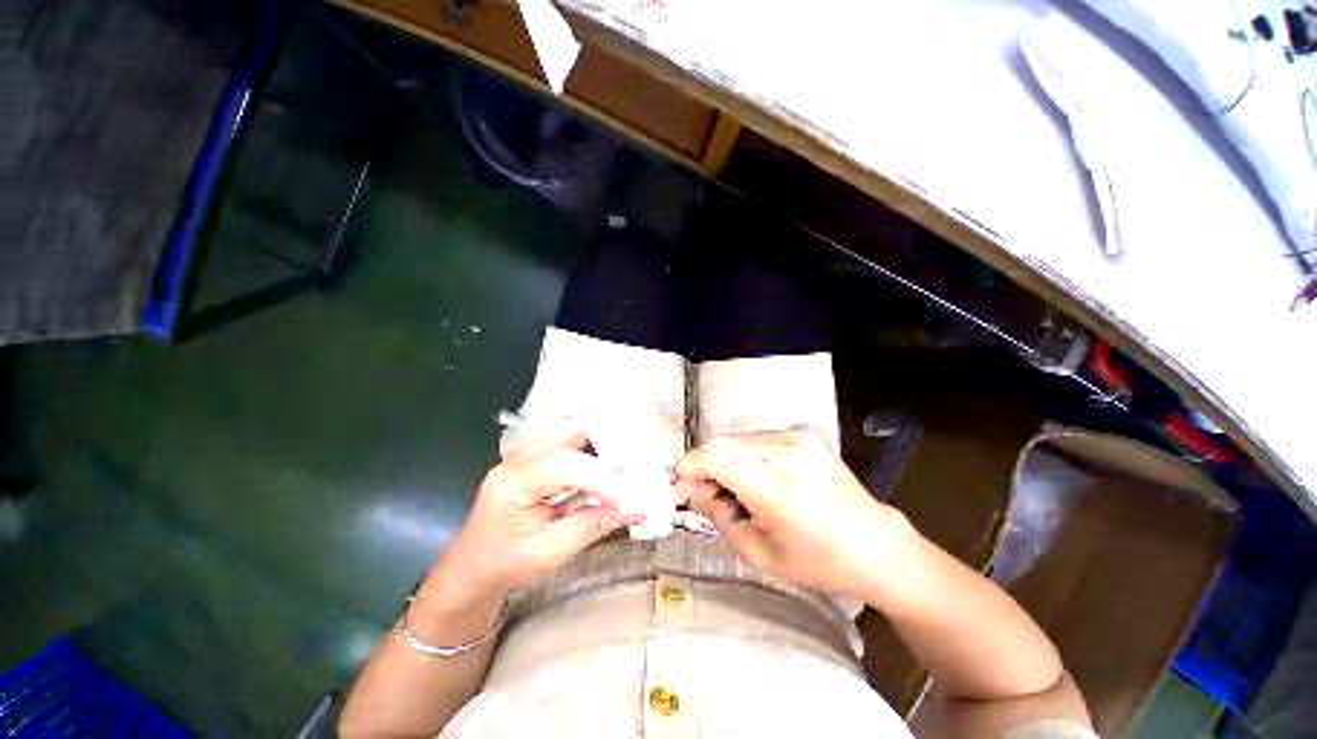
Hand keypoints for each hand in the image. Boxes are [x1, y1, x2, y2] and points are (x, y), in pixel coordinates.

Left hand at [440, 421, 632, 597]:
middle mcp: (519, 457)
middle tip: (637, 463)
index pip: (566, 464)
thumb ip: (594, 524)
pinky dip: (595, 453)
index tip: (632, 496)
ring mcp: (527, 454)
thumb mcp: (550, 552)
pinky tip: (613, 467)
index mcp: (513, 481)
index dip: (603, 477)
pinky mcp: (537, 459)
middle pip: (571, 432)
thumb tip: (637, 509)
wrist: (473, 570)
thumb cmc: (505, 566)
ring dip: (604, 445)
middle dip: (609, 443)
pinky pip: (571, 445)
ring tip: (630, 463)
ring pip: (573, 433)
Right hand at [674, 426, 912, 598]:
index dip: (692, 465)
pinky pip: (759, 438)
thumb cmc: (817, 561)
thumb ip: (716, 514)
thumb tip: (690, 487)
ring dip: (729, 461)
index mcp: (777, 486)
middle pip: (724, 443)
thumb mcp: (757, 553)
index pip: (717, 454)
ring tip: (744, 491)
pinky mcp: (806, 431)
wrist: (874, 543)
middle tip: (714, 496)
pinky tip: (765, 478)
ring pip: (739, 439)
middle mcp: (788, 450)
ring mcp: (799, 436)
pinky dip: (750, 456)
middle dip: (708, 467)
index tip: (684, 485)